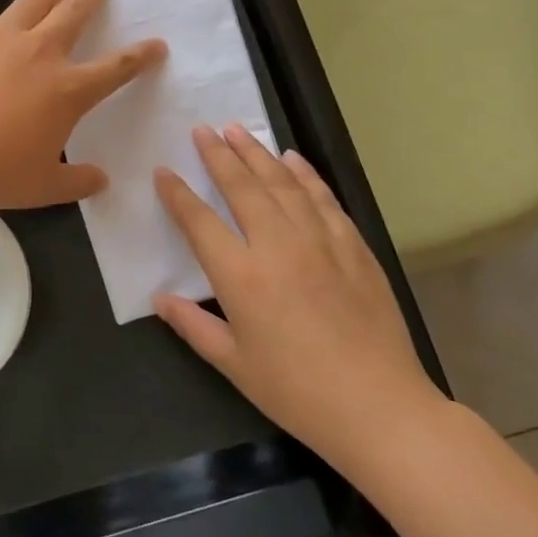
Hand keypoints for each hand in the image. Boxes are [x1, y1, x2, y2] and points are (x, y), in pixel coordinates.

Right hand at [153, 125, 444, 468]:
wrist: (378, 407)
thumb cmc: (295, 391)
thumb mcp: (233, 364)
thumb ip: (193, 325)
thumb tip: (159, 298)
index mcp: (241, 277)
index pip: (199, 222)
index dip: (177, 194)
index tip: (163, 171)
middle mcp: (278, 246)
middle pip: (242, 187)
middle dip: (219, 155)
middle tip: (203, 129)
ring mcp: (320, 242)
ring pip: (283, 184)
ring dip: (258, 154)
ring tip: (238, 130)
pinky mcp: (353, 247)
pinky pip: (324, 199)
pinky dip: (305, 174)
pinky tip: (292, 159)